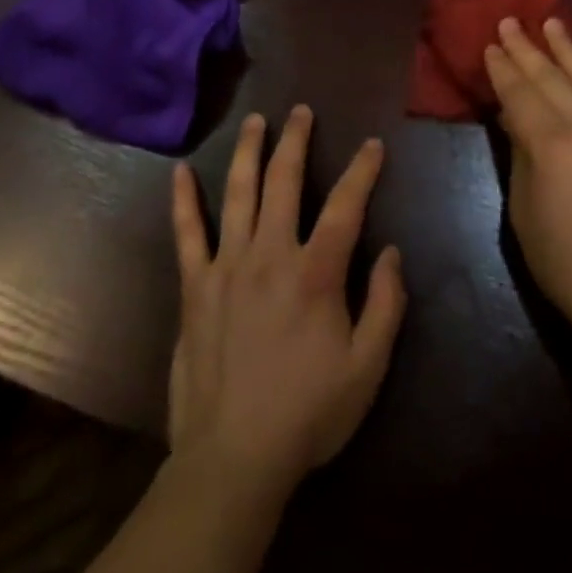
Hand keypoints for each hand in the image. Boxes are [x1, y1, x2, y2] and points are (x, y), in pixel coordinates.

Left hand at [168, 106, 406, 501]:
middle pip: (284, 181)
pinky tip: (181, 172)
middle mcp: (271, 254)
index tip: (373, 145)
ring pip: (239, 193)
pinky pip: (187, 234)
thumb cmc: (307, 412)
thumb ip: (386, 304)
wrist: (233, 460)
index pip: (345, 205)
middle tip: (301, 111)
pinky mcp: (195, 287)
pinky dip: (184, 201)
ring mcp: (227, 266)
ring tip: (255, 121)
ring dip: (248, 151)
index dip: (362, 170)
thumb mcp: (367, 368)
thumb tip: (390, 251)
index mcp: (316, 271)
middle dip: (296, 140)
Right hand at [485, 18, 571, 344]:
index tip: (491, 45)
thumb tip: (515, 120)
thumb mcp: (524, 212)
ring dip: (566, 48)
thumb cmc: (565, 262)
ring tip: (551, 23)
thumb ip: (520, 157)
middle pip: (551, 78)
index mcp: (551, 145)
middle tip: (510, 22)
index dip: (503, 69)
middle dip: (527, 49)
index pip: (521, 94)